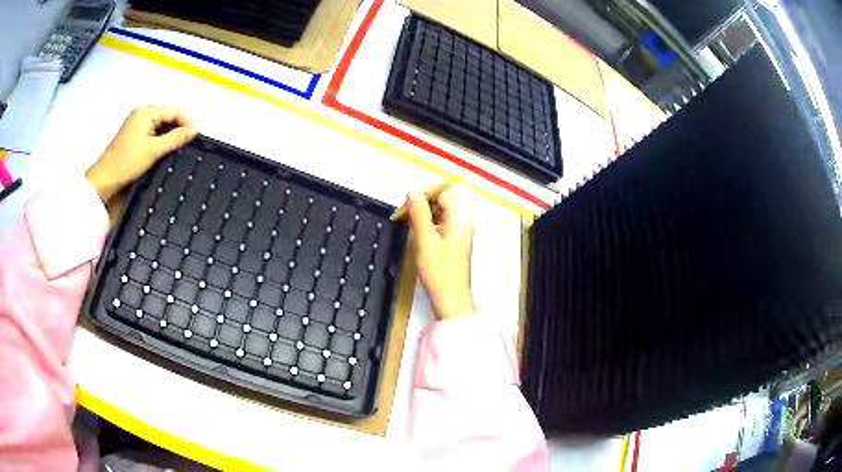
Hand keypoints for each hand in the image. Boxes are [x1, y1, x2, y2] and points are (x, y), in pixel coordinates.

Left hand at [86, 106, 197, 201]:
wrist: (104, 182)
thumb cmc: (126, 163)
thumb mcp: (154, 150)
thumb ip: (176, 138)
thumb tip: (195, 129)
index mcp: (147, 111)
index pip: (175, 111)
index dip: (187, 123)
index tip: (196, 139)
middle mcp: (142, 114)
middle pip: (168, 118)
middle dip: (178, 131)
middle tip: (186, 147)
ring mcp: (137, 125)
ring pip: (161, 128)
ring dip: (169, 138)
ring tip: (175, 153)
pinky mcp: (134, 137)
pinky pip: (153, 135)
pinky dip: (160, 143)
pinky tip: (162, 155)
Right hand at [405, 183, 475, 320]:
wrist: (451, 300)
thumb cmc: (439, 272)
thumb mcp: (424, 240)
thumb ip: (419, 213)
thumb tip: (412, 192)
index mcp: (460, 218)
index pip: (444, 190)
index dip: (424, 191)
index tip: (406, 201)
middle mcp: (464, 221)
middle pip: (443, 199)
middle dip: (422, 202)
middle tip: (402, 213)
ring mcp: (461, 231)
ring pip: (441, 211)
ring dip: (423, 213)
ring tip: (405, 222)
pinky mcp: (455, 241)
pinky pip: (442, 223)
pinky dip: (428, 223)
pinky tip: (416, 232)